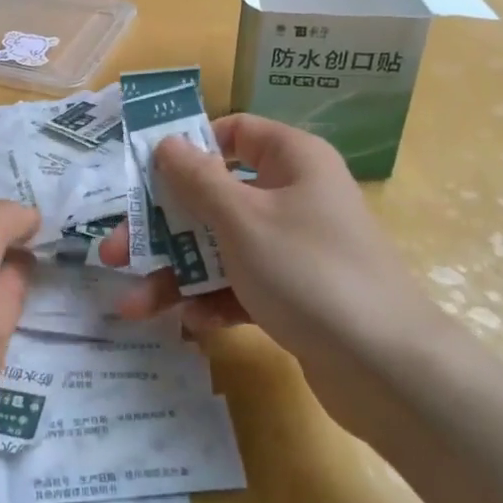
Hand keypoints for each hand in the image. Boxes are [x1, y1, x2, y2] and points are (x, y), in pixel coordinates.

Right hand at [99, 114, 450, 441]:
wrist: (388, 369)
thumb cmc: (308, 271)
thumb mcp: (241, 219)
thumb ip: (197, 179)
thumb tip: (166, 142)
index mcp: (292, 161)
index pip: (235, 133)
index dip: (190, 147)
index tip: (145, 173)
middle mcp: (294, 197)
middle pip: (215, 198)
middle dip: (162, 227)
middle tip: (114, 252)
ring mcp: (294, 248)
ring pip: (222, 247)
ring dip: (178, 272)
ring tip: (133, 304)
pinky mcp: (294, 294)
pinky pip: (242, 285)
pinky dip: (213, 299)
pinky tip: (190, 322)